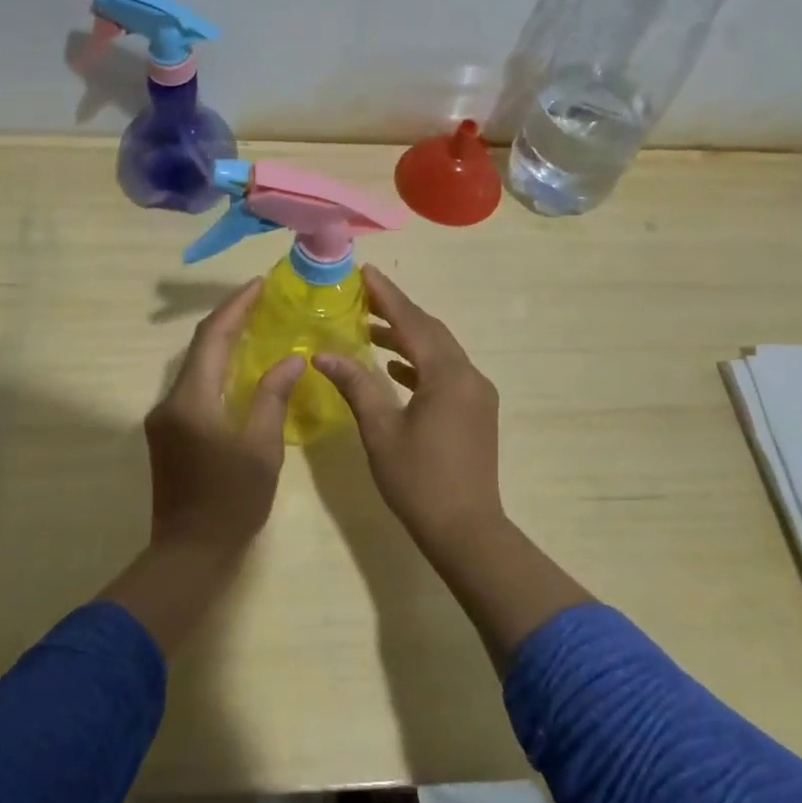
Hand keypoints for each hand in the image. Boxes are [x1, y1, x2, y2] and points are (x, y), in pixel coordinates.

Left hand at [144, 279, 304, 558]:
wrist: (188, 554)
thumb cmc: (232, 503)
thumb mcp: (262, 449)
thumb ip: (273, 397)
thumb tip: (293, 359)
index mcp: (191, 400)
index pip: (212, 337)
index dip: (236, 306)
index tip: (260, 284)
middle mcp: (170, 401)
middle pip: (200, 346)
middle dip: (230, 318)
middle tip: (264, 300)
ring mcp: (164, 417)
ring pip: (195, 366)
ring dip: (223, 342)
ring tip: (258, 325)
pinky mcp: (167, 433)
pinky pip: (194, 386)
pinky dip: (218, 369)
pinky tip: (242, 369)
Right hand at [317, 266, 590, 671]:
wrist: (467, 530)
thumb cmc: (418, 480)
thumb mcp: (381, 431)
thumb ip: (355, 385)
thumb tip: (324, 354)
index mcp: (447, 375)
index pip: (413, 322)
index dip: (387, 295)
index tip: (366, 272)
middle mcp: (469, 375)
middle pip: (431, 331)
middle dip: (398, 312)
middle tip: (364, 296)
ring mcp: (477, 394)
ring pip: (440, 352)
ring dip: (408, 338)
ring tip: (371, 330)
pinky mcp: (477, 412)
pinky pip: (447, 373)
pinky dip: (421, 364)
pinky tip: (396, 369)